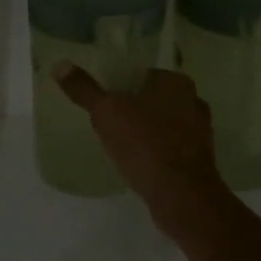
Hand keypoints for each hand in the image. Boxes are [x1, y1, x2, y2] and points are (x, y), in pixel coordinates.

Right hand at [54, 64, 231, 233]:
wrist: (181, 195)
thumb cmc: (144, 144)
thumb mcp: (106, 112)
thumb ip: (84, 89)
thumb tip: (59, 65)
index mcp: (175, 82)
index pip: (142, 75)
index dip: (121, 88)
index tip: (104, 104)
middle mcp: (194, 101)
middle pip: (154, 99)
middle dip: (134, 110)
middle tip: (109, 126)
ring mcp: (201, 131)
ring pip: (165, 124)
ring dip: (147, 132)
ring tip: (123, 147)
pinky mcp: (200, 159)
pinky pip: (172, 148)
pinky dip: (158, 152)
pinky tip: (141, 165)